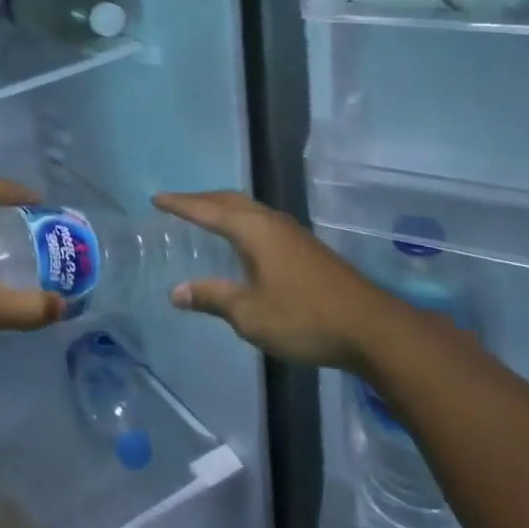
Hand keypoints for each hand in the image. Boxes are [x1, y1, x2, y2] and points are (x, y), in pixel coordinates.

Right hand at [154, 190, 376, 368]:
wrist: (372, 328)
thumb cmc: (304, 317)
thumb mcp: (249, 314)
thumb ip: (212, 298)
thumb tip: (177, 291)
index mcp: (253, 230)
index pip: (207, 210)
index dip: (180, 204)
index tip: (156, 199)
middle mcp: (271, 222)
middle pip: (230, 201)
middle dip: (201, 199)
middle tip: (177, 204)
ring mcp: (293, 233)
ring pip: (249, 209)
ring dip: (223, 208)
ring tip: (205, 216)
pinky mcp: (306, 249)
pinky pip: (262, 222)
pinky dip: (241, 222)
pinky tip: (243, 242)